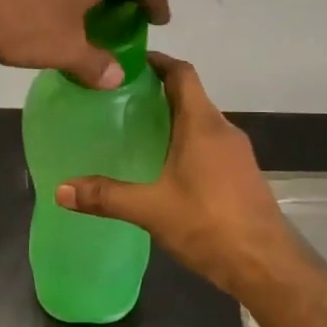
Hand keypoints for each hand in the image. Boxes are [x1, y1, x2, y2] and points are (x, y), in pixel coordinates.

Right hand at [57, 55, 311, 297]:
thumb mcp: (151, 209)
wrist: (266, 264)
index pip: (182, 74)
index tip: (129, 62)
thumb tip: (60, 189)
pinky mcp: (243, 175)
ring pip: (201, 123)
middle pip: (191, 97)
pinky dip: (187, 144)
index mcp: (203, 124)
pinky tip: (166, 168)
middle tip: (120, 101)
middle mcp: (224, 130)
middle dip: (158, 93)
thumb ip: (106, 196)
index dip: (158, 62)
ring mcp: (238, 153)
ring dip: (174, 120)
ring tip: (138, 132)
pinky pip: (211, 145)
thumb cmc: (209, 223)